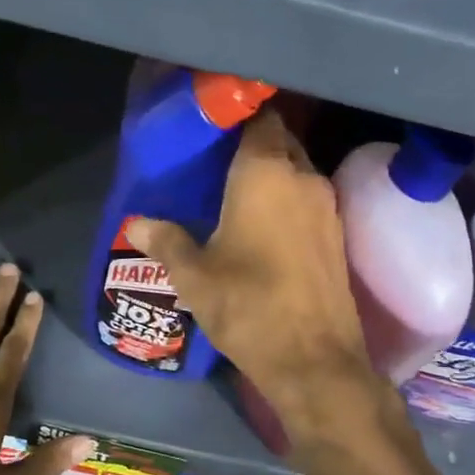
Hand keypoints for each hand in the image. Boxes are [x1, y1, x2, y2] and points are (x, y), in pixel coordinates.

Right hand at [124, 109, 388, 448]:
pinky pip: (309, 198)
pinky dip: (288, 198)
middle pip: (280, 140)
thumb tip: (136, 225)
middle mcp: (302, 177)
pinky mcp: (338, 234)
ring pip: (297, 170)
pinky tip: (263, 222)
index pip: (260, 118)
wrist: (314, 360)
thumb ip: (165, 241)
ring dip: (273, 172)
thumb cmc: (247, 304)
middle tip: (217, 159)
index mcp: (265, 172)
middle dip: (253, 142)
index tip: (213, 125)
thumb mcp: (193, 275)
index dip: (238, 115)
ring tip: (235, 189)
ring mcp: (327, 205)